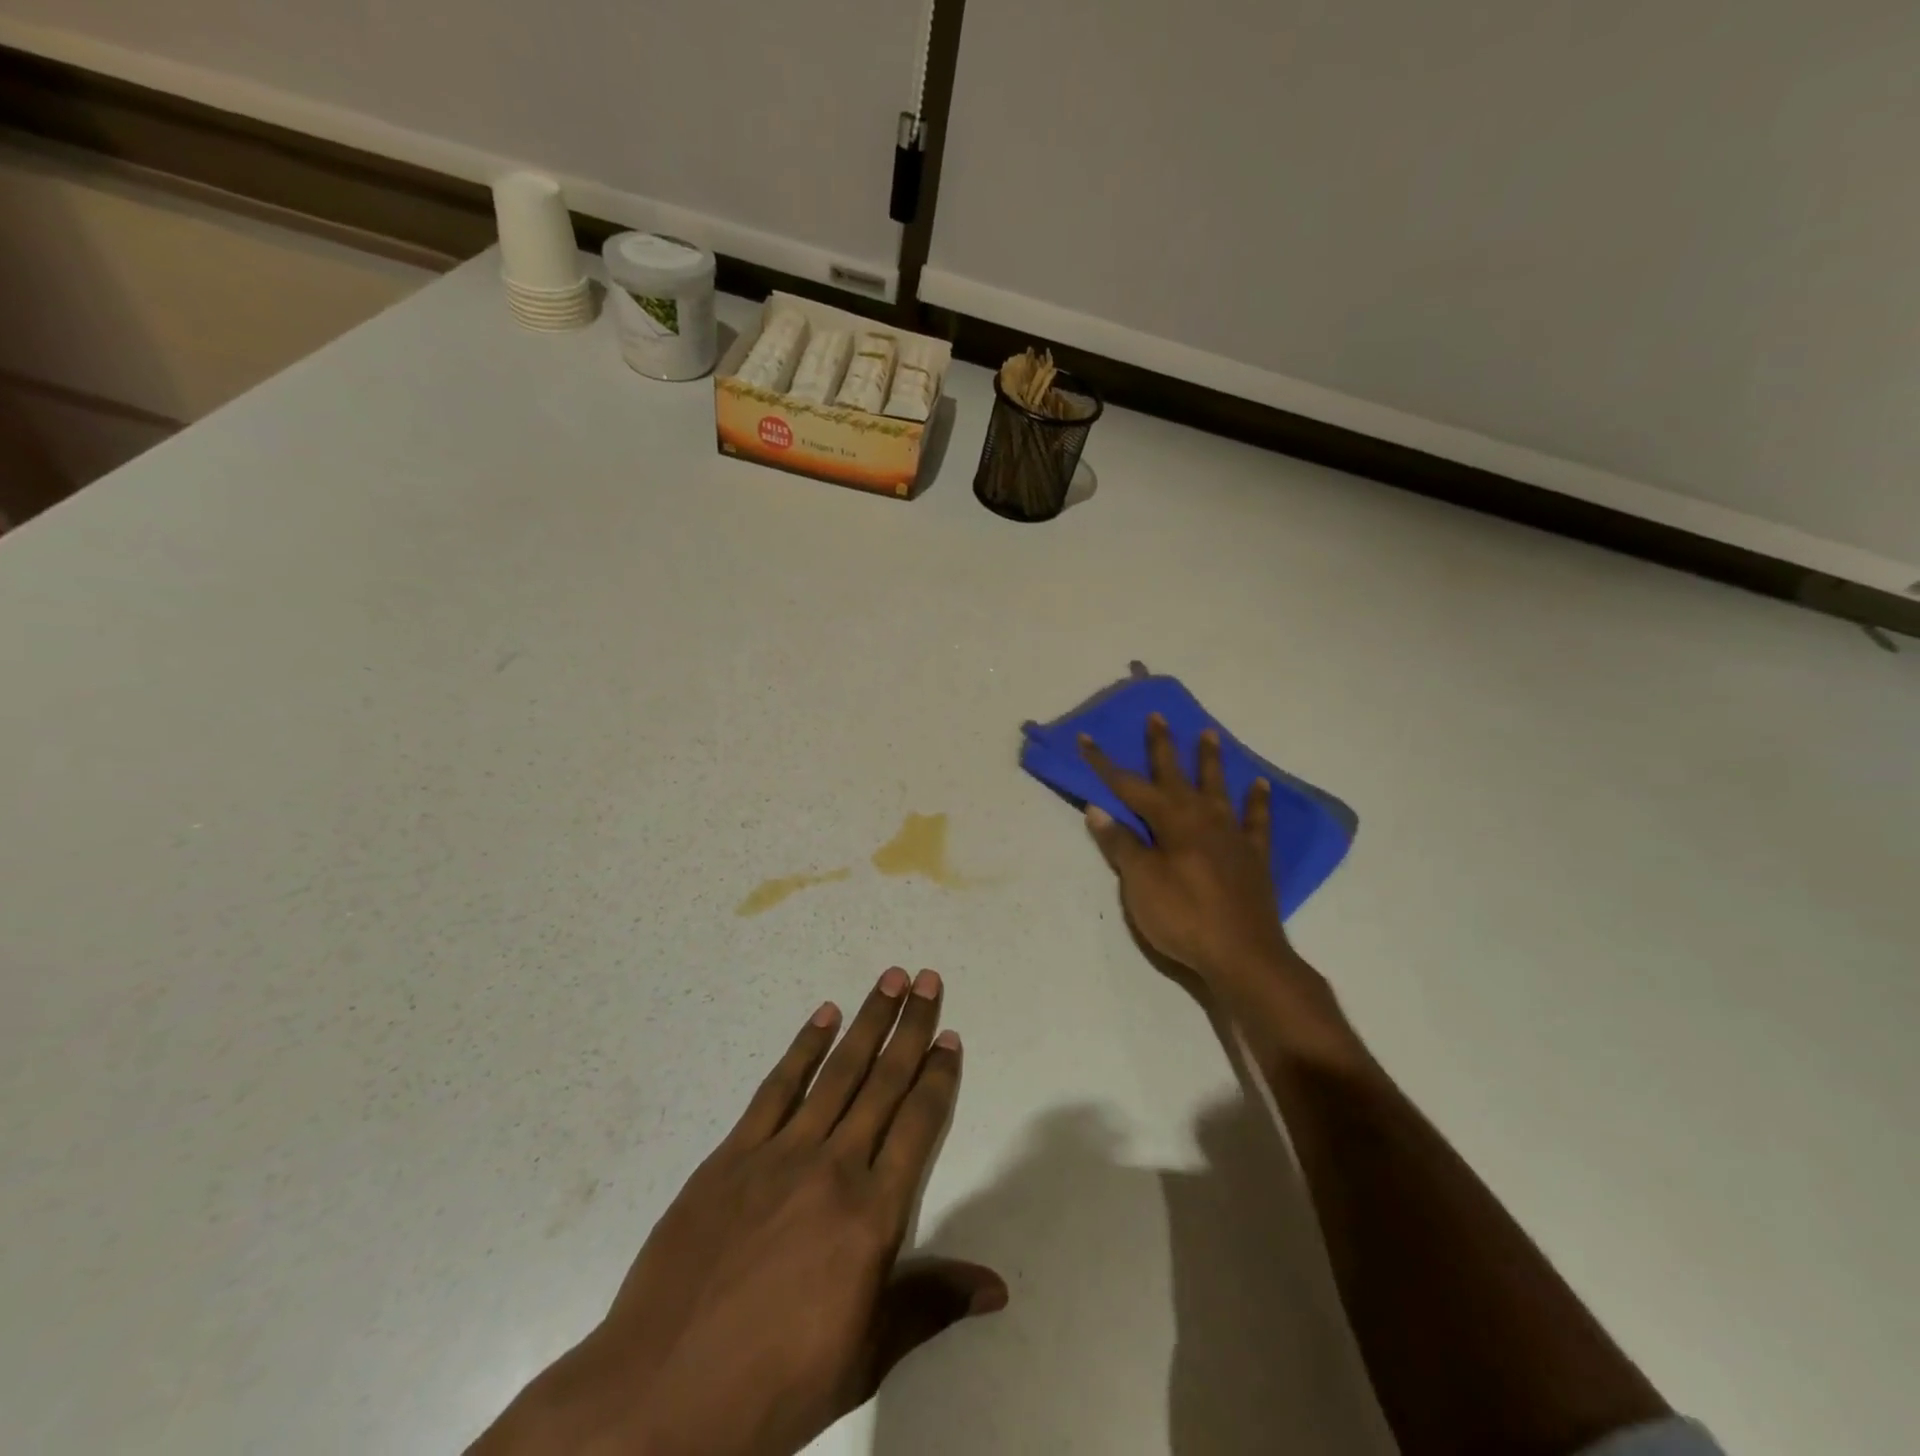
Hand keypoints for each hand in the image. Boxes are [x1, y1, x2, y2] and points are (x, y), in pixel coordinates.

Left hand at [472, 968, 1005, 1455]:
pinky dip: (803, 1046)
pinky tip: (823, 1015)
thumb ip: (930, 1305)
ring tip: (889, 979)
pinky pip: (777, 1086)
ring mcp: (781, 1153)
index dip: (938, 1077)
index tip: (949, 1036)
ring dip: (867, 1021)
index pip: (918, 1125)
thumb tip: (998, 1288)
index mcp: (873, 1216)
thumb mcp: (865, 1355)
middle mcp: (835, 1168)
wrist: (662, 1395)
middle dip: (910, 1027)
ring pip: (837, 1071)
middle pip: (883, 1082)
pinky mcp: (734, 1153)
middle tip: (926, 978)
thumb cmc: (777, 1384)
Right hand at [1080, 715, 1295, 988]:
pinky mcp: (1254, 857)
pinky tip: (1260, 785)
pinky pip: (1257, 820)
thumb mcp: (1140, 882)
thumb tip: (1097, 809)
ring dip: (1210, 761)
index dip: (1105, 764)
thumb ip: (1120, 844)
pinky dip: (1258, 801)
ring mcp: (1232, 835)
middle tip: (1158, 716)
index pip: (1129, 786)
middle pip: (1176, 775)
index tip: (1086, 738)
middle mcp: (1202, 818)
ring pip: (1218, 788)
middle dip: (1162, 746)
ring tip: (1210, 734)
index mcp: (1171, 821)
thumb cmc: (1183, 917)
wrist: (1244, 956)